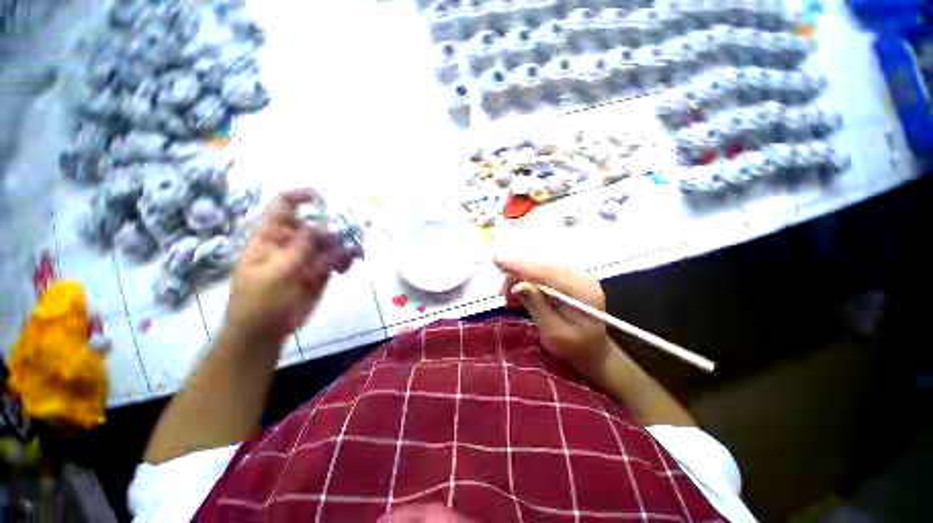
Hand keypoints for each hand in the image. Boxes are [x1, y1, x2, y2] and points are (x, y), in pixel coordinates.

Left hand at [225, 189, 348, 345]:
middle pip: (317, 222)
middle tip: (358, 228)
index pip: (285, 206)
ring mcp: (308, 256)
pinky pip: (338, 258)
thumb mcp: (275, 273)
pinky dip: (347, 258)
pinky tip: (351, 264)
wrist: (264, 333)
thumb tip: (323, 224)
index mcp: (271, 236)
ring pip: (332, 240)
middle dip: (337, 223)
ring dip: (347, 243)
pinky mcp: (321, 270)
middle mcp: (291, 241)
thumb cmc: (258, 302)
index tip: (329, 196)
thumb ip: (300, 248)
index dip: (304, 196)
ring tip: (357, 253)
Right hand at [494, 258, 611, 374]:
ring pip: (540, 266)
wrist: (593, 349)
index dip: (521, 265)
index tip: (497, 259)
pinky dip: (526, 279)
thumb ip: (537, 307)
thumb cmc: (575, 347)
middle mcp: (581, 276)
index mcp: (582, 291)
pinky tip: (517, 292)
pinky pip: (542, 271)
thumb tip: (517, 286)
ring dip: (520, 277)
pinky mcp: (567, 277)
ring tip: (507, 295)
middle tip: (501, 289)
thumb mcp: (554, 333)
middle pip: (543, 264)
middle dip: (517, 272)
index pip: (547, 271)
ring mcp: (575, 274)